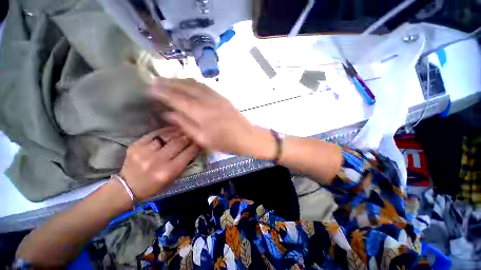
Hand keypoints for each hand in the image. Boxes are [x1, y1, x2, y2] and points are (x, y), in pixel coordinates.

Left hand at [119, 127, 198, 200]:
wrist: (127, 187)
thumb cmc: (154, 186)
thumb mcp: (172, 179)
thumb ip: (183, 163)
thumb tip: (193, 147)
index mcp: (167, 171)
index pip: (188, 153)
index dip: (196, 145)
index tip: (200, 141)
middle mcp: (156, 160)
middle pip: (178, 142)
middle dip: (189, 137)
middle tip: (193, 134)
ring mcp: (144, 151)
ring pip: (168, 136)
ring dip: (179, 132)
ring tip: (184, 130)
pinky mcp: (136, 145)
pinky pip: (155, 133)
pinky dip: (166, 130)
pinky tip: (172, 129)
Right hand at [149, 78, 275, 158]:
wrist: (246, 137)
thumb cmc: (224, 142)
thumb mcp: (202, 139)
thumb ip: (185, 124)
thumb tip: (168, 114)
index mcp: (200, 112)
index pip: (176, 98)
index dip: (162, 92)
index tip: (150, 88)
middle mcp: (207, 100)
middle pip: (185, 87)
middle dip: (169, 82)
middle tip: (155, 80)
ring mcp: (216, 97)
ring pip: (195, 83)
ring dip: (180, 80)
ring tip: (169, 79)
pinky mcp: (223, 97)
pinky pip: (205, 86)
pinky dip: (193, 82)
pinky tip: (189, 83)